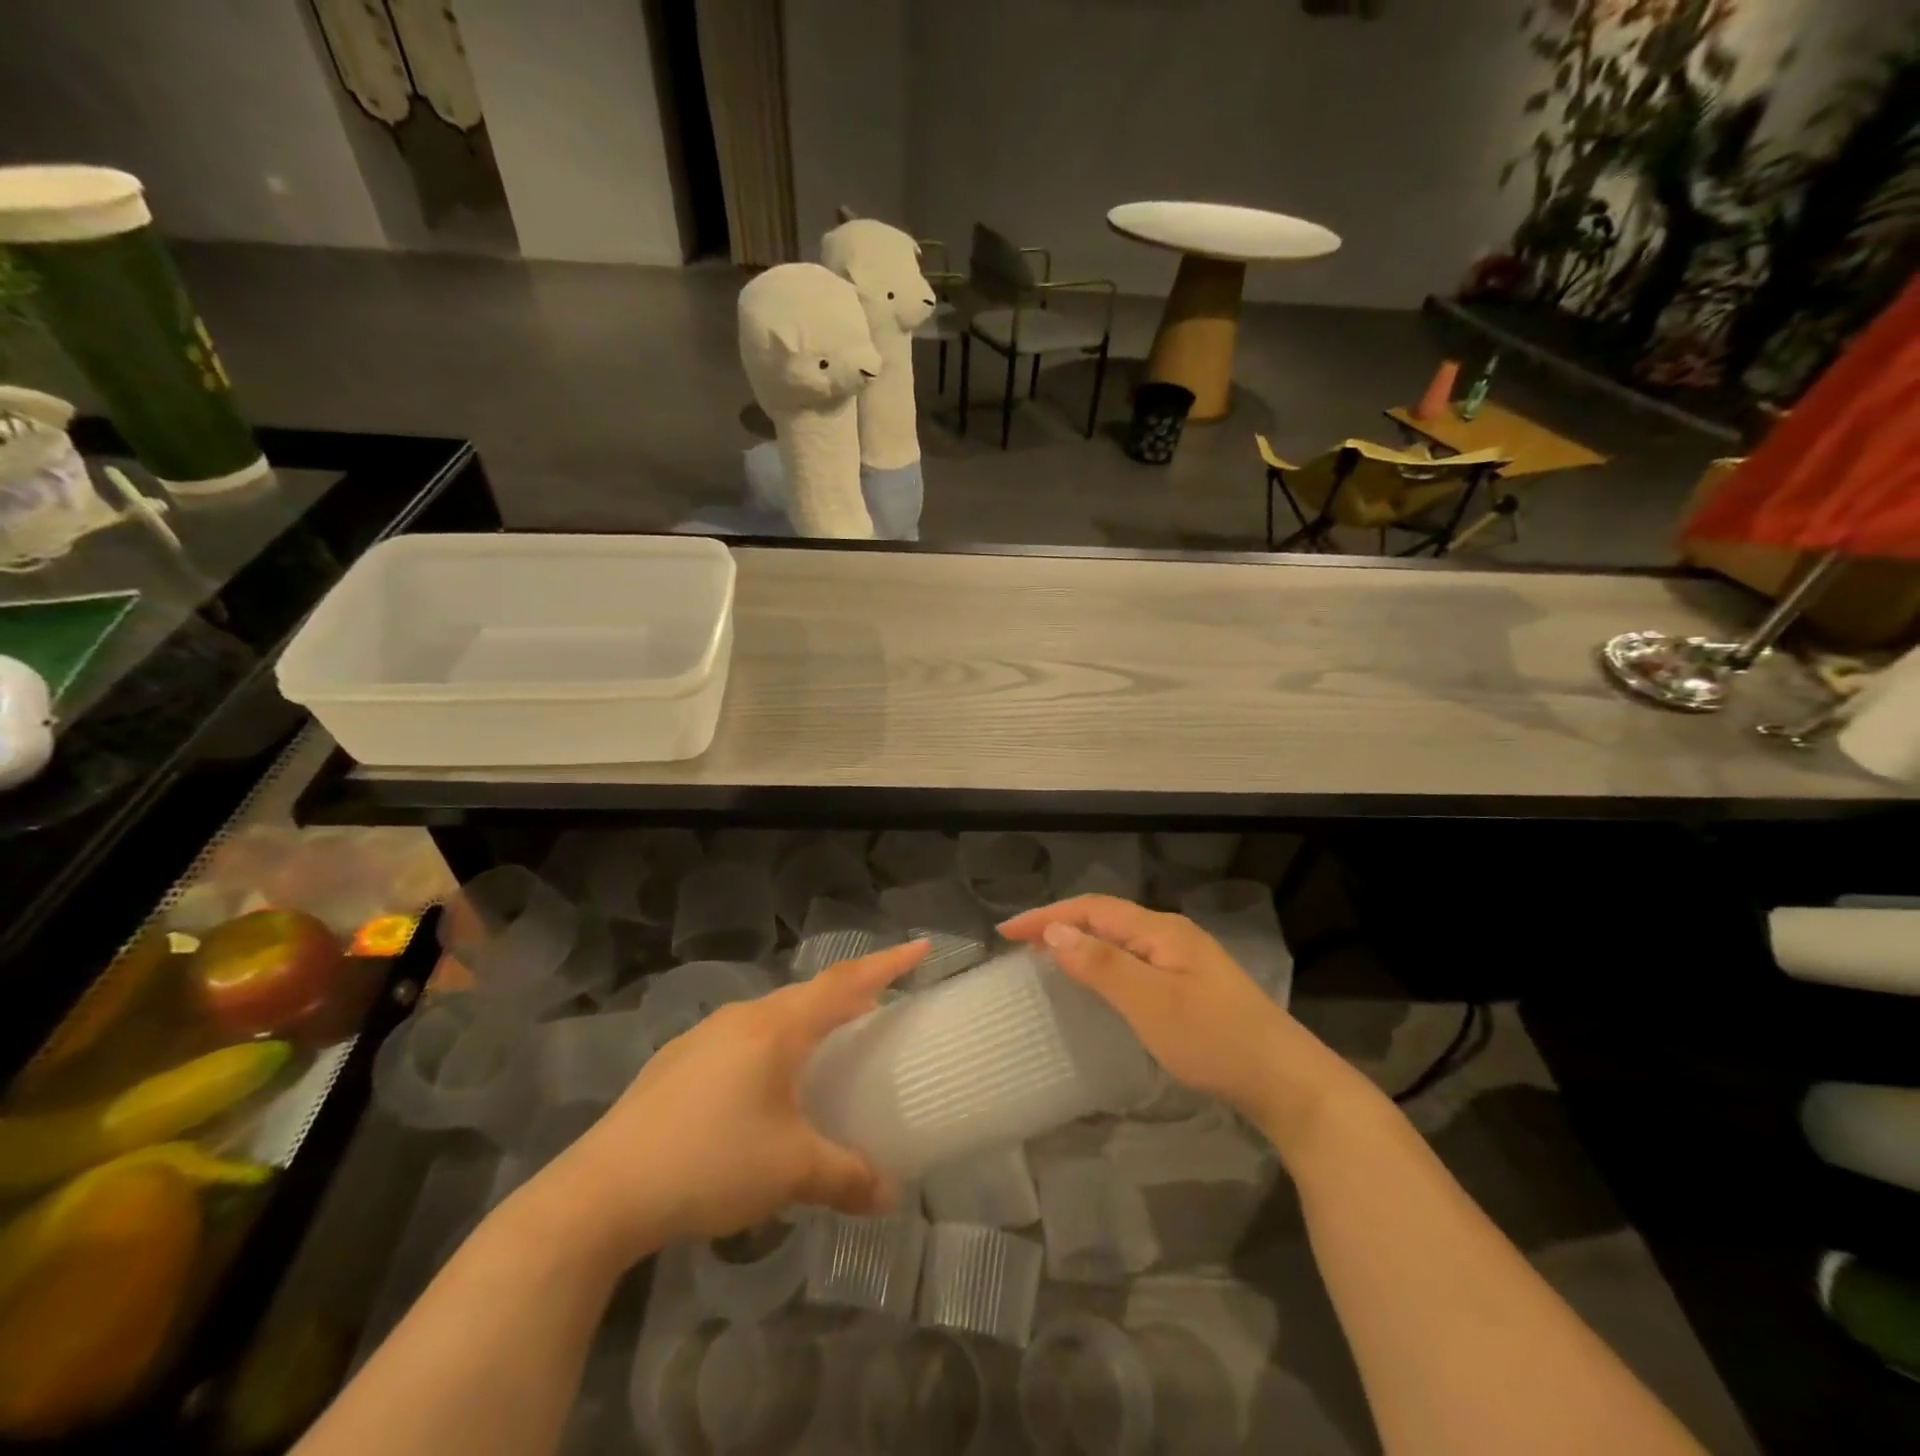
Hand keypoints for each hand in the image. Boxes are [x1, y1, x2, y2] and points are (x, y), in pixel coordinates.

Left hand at [536, 941, 926, 1261]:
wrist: (602, 1192)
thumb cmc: (709, 1163)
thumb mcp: (790, 1172)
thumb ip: (847, 1178)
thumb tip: (892, 1196)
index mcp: (777, 1028)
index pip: (845, 982)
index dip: (887, 964)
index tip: (921, 947)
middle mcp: (742, 1017)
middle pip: (807, 994)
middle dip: (847, 995)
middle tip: (878, 1006)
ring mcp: (702, 1036)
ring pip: (770, 1017)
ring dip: (804, 1024)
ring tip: (823, 1050)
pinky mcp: (675, 1063)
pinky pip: (739, 1040)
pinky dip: (768, 1048)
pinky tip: (759, 1091)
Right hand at [1000, 896, 1346, 1131]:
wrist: (1286, 1082)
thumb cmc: (1213, 1040)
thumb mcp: (1150, 1003)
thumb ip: (1102, 965)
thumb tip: (1055, 931)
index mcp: (1160, 930)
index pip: (1092, 909)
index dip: (1047, 916)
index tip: (1006, 932)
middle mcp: (1171, 935)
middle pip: (1105, 917)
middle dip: (1060, 923)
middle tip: (1020, 943)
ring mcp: (1185, 960)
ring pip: (1120, 939)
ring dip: (1081, 941)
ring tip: (1047, 956)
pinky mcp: (1192, 986)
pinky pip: (1133, 960)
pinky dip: (1103, 962)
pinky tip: (1098, 982)